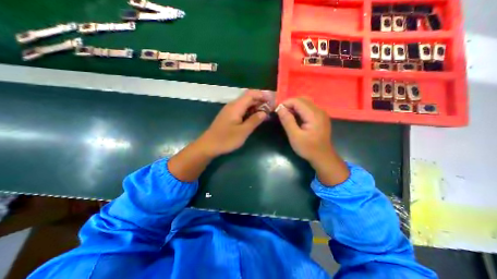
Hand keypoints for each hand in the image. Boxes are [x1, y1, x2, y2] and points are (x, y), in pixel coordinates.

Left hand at [197, 90, 270, 158]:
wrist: (209, 145)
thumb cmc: (226, 139)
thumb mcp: (243, 131)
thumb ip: (254, 120)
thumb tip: (264, 112)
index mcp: (236, 106)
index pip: (251, 94)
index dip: (262, 95)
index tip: (272, 100)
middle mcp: (233, 105)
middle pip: (248, 98)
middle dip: (261, 101)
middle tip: (271, 107)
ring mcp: (230, 110)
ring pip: (245, 104)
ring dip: (256, 106)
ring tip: (266, 112)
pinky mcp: (229, 116)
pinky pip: (242, 110)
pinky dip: (250, 111)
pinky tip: (255, 117)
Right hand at [276, 98, 332, 163]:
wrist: (323, 157)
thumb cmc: (308, 148)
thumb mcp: (294, 136)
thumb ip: (287, 121)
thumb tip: (279, 108)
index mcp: (314, 114)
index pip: (297, 101)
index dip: (285, 103)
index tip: (276, 110)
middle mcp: (319, 110)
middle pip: (302, 100)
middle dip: (289, 104)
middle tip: (280, 113)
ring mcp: (321, 113)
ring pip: (305, 103)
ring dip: (294, 106)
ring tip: (286, 115)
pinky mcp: (320, 117)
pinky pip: (308, 108)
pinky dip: (299, 110)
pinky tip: (295, 118)